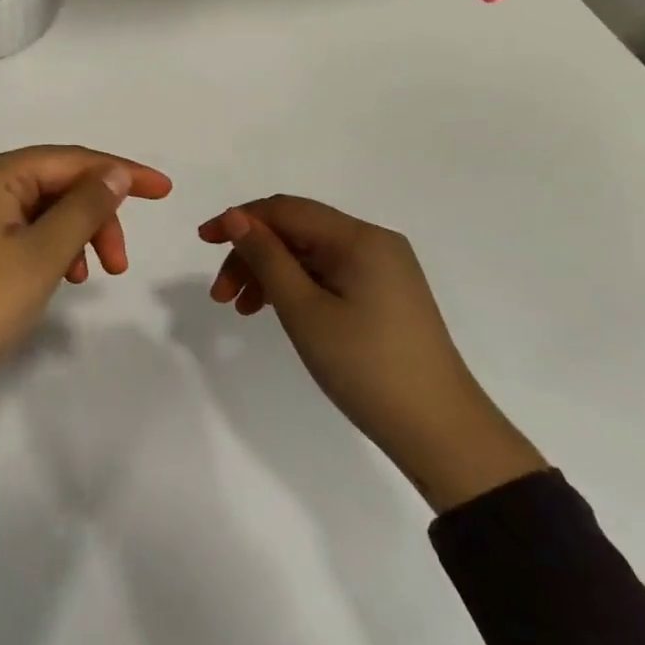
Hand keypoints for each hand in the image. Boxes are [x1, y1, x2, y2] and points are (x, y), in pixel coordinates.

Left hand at [0, 146, 173, 463]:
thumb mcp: (40, 256)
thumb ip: (83, 209)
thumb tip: (114, 173)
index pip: (69, 159)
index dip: (121, 172)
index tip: (165, 192)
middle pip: (52, 183)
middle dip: (94, 215)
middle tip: (119, 265)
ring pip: (35, 210)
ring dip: (71, 235)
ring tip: (87, 278)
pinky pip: (14, 232)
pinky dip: (44, 250)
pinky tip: (54, 279)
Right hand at [200, 197, 545, 511]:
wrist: (442, 434)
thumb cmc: (367, 367)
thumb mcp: (304, 310)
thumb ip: (266, 258)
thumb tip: (235, 217)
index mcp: (359, 238)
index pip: (285, 210)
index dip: (239, 219)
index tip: (202, 241)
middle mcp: (373, 243)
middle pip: (296, 231)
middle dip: (252, 254)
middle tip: (220, 295)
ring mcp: (382, 269)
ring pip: (309, 255)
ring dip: (269, 273)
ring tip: (240, 309)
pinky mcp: (384, 295)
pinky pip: (327, 275)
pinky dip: (295, 287)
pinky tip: (274, 311)